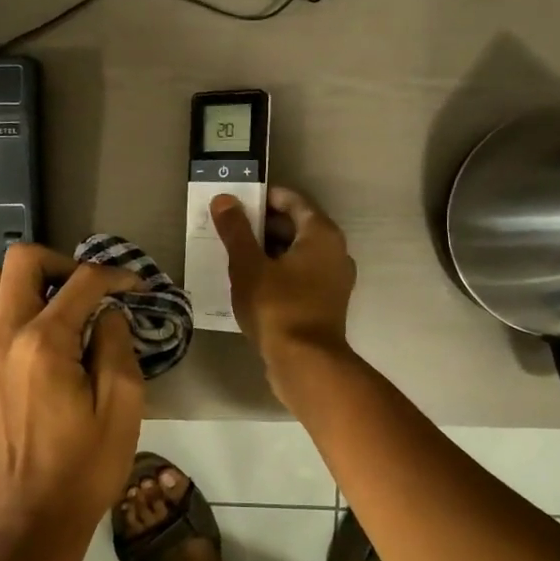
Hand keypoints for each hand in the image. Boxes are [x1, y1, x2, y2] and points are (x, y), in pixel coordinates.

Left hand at [0, 244, 144, 560]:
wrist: (30, 519)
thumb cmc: (85, 468)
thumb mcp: (122, 407)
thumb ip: (117, 345)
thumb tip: (107, 313)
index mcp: (44, 344)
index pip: (82, 281)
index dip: (115, 275)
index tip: (136, 287)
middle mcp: (4, 336)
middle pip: (22, 260)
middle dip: (62, 262)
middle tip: (89, 290)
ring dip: (29, 280)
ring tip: (60, 306)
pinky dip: (11, 305)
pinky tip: (40, 336)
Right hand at [210, 186, 356, 377]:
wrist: (305, 362)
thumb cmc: (277, 306)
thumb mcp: (248, 265)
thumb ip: (236, 230)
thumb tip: (224, 199)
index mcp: (322, 234)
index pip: (293, 201)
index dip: (265, 198)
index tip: (237, 202)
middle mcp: (335, 252)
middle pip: (297, 226)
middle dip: (263, 225)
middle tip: (230, 228)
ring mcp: (334, 280)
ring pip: (298, 254)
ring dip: (269, 250)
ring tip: (235, 254)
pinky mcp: (326, 303)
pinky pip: (300, 276)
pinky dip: (278, 272)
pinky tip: (252, 282)